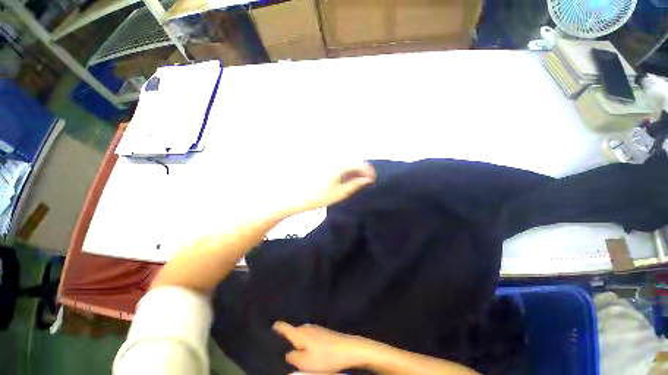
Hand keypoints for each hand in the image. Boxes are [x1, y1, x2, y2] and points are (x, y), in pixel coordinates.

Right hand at [273, 321, 373, 373]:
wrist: (347, 348)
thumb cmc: (325, 356)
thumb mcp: (305, 363)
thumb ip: (292, 358)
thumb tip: (287, 353)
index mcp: (300, 333)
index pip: (284, 327)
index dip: (276, 327)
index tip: (270, 327)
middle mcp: (306, 327)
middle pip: (292, 331)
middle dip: (286, 338)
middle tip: (279, 347)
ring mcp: (315, 328)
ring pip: (300, 334)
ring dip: (296, 340)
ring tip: (292, 350)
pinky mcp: (322, 332)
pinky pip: (308, 335)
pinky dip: (304, 341)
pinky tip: (307, 350)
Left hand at [279, 162, 374, 217]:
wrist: (293, 197)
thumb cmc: (317, 197)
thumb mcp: (339, 193)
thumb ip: (355, 184)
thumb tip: (367, 179)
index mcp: (339, 165)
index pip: (359, 163)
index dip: (368, 171)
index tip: (372, 179)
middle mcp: (333, 158)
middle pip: (352, 160)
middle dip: (360, 170)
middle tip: (363, 181)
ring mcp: (325, 160)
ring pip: (344, 161)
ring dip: (351, 170)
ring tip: (354, 181)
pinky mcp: (320, 163)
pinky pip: (336, 163)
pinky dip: (342, 169)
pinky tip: (341, 178)